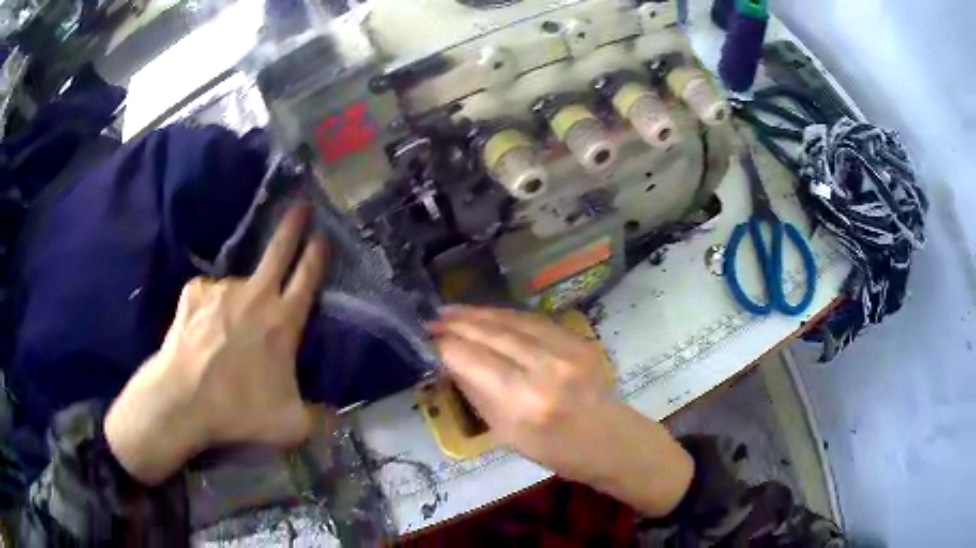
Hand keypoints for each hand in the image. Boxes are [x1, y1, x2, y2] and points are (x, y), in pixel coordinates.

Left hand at [105, 206, 327, 484]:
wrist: (184, 400)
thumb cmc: (239, 410)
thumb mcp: (290, 424)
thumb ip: (321, 419)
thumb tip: (340, 421)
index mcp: (283, 322)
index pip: (307, 278)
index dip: (317, 254)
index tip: (323, 235)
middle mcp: (255, 296)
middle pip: (278, 251)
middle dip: (292, 225)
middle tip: (300, 205)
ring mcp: (222, 290)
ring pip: (239, 286)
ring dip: (240, 300)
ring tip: (229, 332)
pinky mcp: (195, 292)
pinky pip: (209, 294)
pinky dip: (211, 307)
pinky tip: (204, 329)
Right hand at [430, 307, 693, 516]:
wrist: (607, 439)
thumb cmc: (553, 450)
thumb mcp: (505, 433)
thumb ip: (477, 392)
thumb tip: (450, 360)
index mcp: (523, 402)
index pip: (473, 361)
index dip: (445, 346)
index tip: (426, 339)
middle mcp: (544, 368)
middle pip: (491, 334)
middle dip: (457, 323)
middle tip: (432, 319)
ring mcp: (565, 349)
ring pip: (511, 321)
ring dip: (478, 313)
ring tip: (451, 310)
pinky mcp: (577, 339)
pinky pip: (533, 320)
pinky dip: (505, 315)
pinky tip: (486, 314)